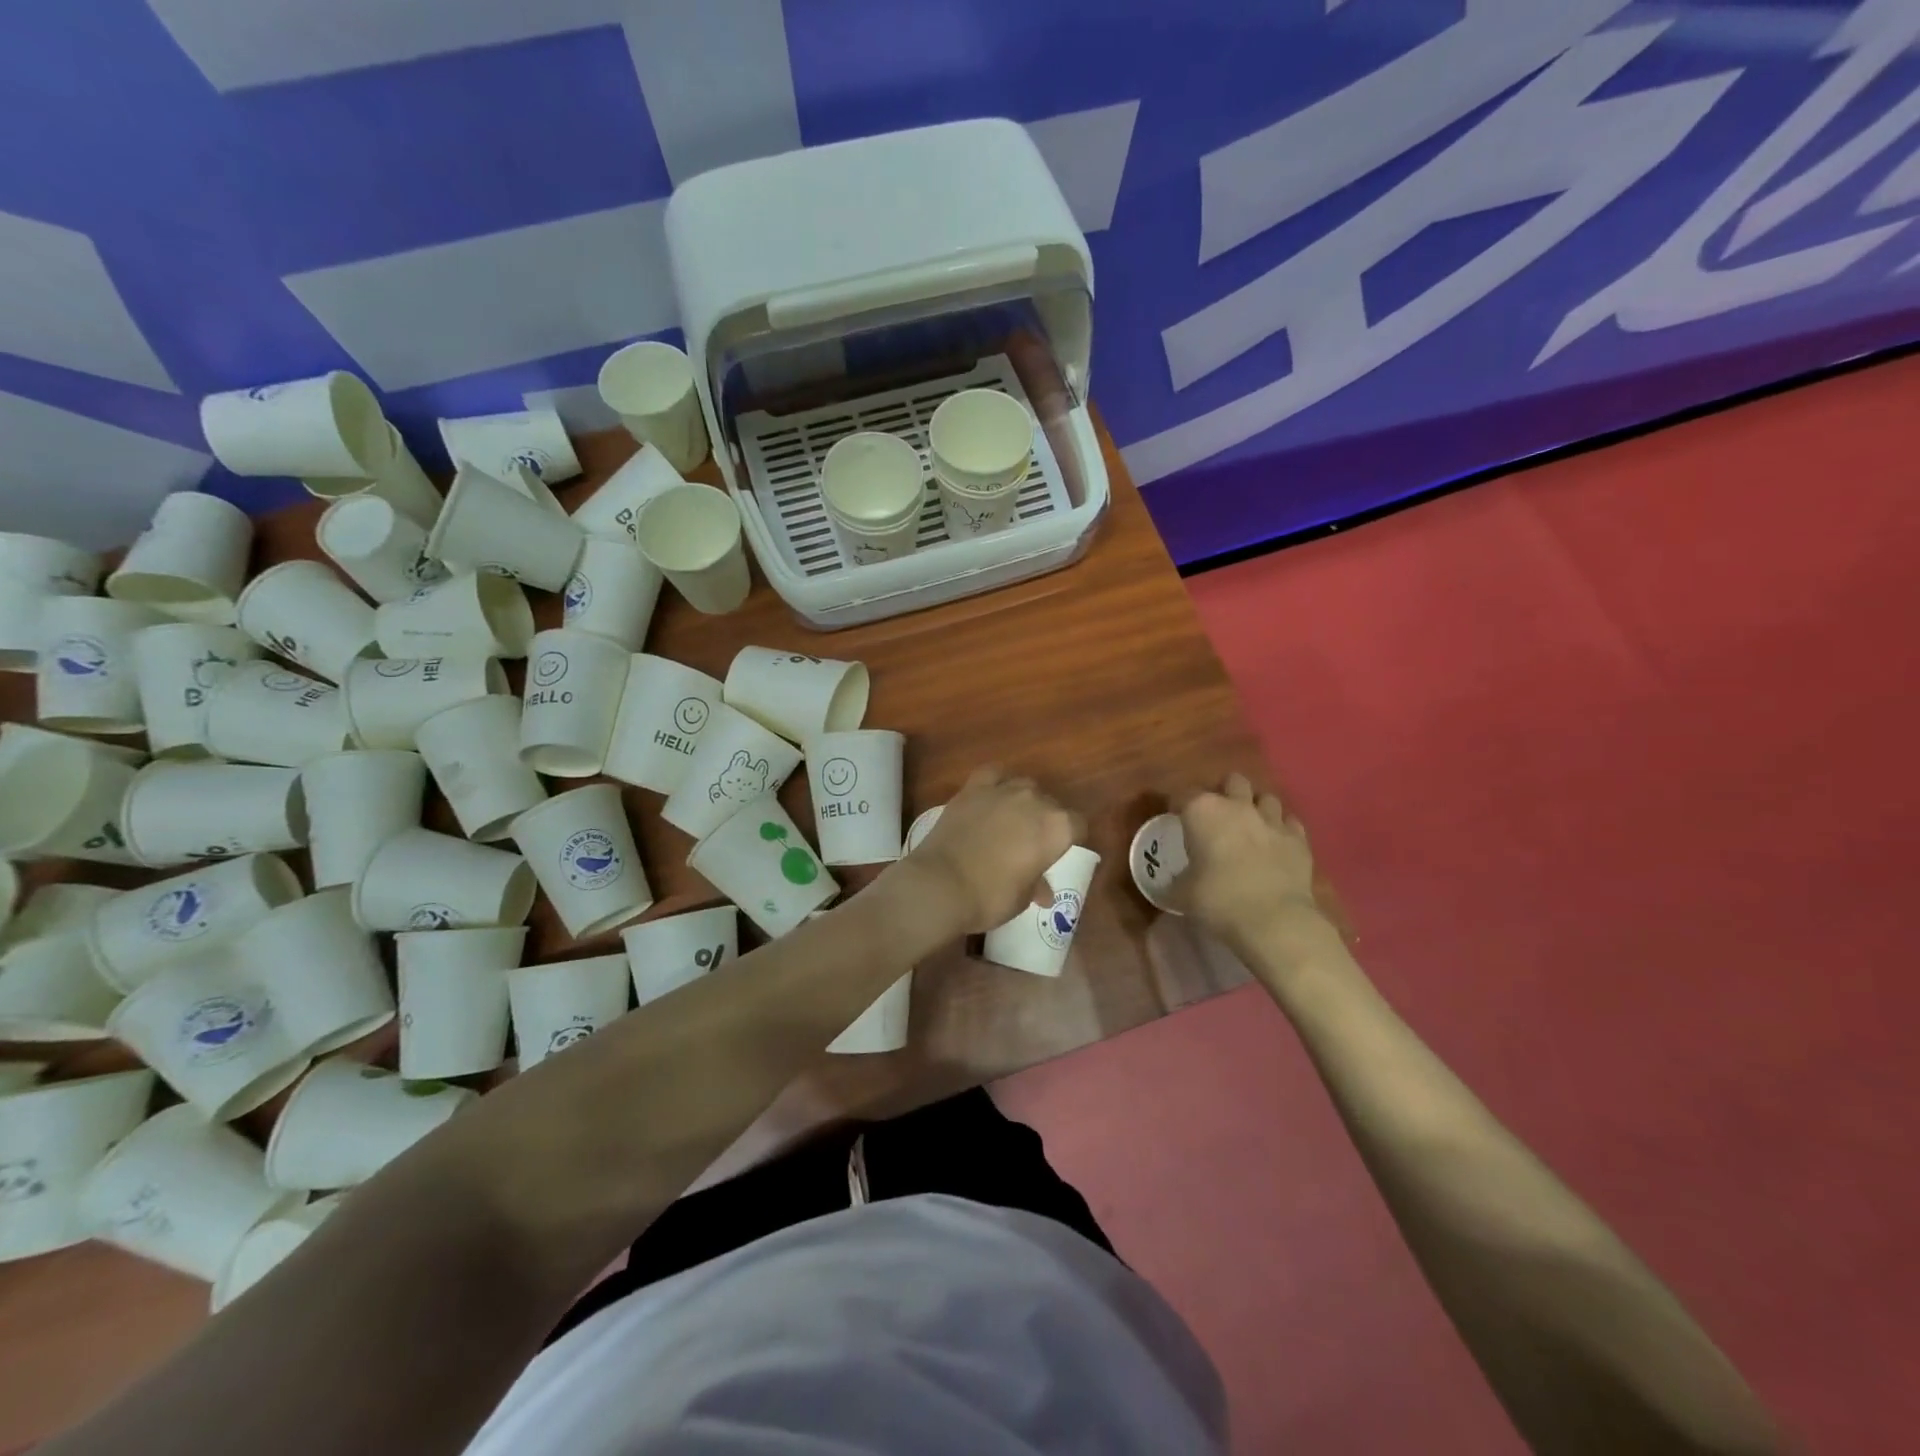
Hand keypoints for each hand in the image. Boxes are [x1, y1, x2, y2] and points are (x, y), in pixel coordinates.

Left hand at [904, 767, 1078, 933]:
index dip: (1070, 839)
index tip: (1058, 853)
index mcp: (1057, 828)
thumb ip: (1037, 886)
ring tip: (1010, 820)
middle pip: (1051, 804)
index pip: (1077, 825)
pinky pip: (993, 775)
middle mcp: (1035, 801)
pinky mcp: (972, 788)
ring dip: (1023, 801)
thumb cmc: (991, 896)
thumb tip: (1044, 892)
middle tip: (1030, 843)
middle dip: (1045, 821)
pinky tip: (991, 797)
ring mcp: (1003, 790)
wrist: (941, 884)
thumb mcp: (1022, 898)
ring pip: (1024, 786)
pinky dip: (996, 783)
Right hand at [1171, 774, 1331, 959]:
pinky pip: (1289, 823)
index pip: (1183, 796)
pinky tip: (1275, 843)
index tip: (1175, 819)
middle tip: (1217, 816)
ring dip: (1256, 808)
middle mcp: (1238, 806)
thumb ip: (1173, 883)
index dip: (1177, 806)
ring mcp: (1272, 820)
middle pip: (1232, 782)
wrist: (1273, 920)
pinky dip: (1281, 829)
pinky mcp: (1298, 839)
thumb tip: (1166, 885)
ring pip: (1266, 797)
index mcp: (1203, 812)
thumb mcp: (1181, 894)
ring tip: (1249, 826)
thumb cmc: (1217, 900)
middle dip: (1225, 793)